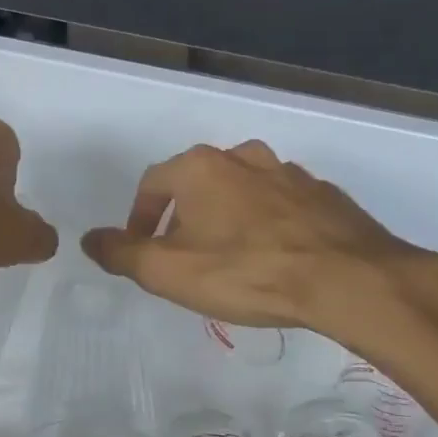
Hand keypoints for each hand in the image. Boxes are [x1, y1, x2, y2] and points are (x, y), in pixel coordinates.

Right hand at [81, 140, 437, 348]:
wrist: (348, 279)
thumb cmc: (246, 271)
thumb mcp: (167, 271)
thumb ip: (122, 253)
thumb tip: (89, 239)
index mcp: (200, 168)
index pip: (152, 184)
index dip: (138, 218)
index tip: (140, 250)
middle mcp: (242, 157)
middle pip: (197, 183)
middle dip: (183, 217)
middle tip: (183, 256)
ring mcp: (288, 172)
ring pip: (241, 191)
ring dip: (226, 217)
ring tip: (229, 258)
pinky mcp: (324, 194)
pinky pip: (281, 205)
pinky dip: (268, 224)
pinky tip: (274, 257)